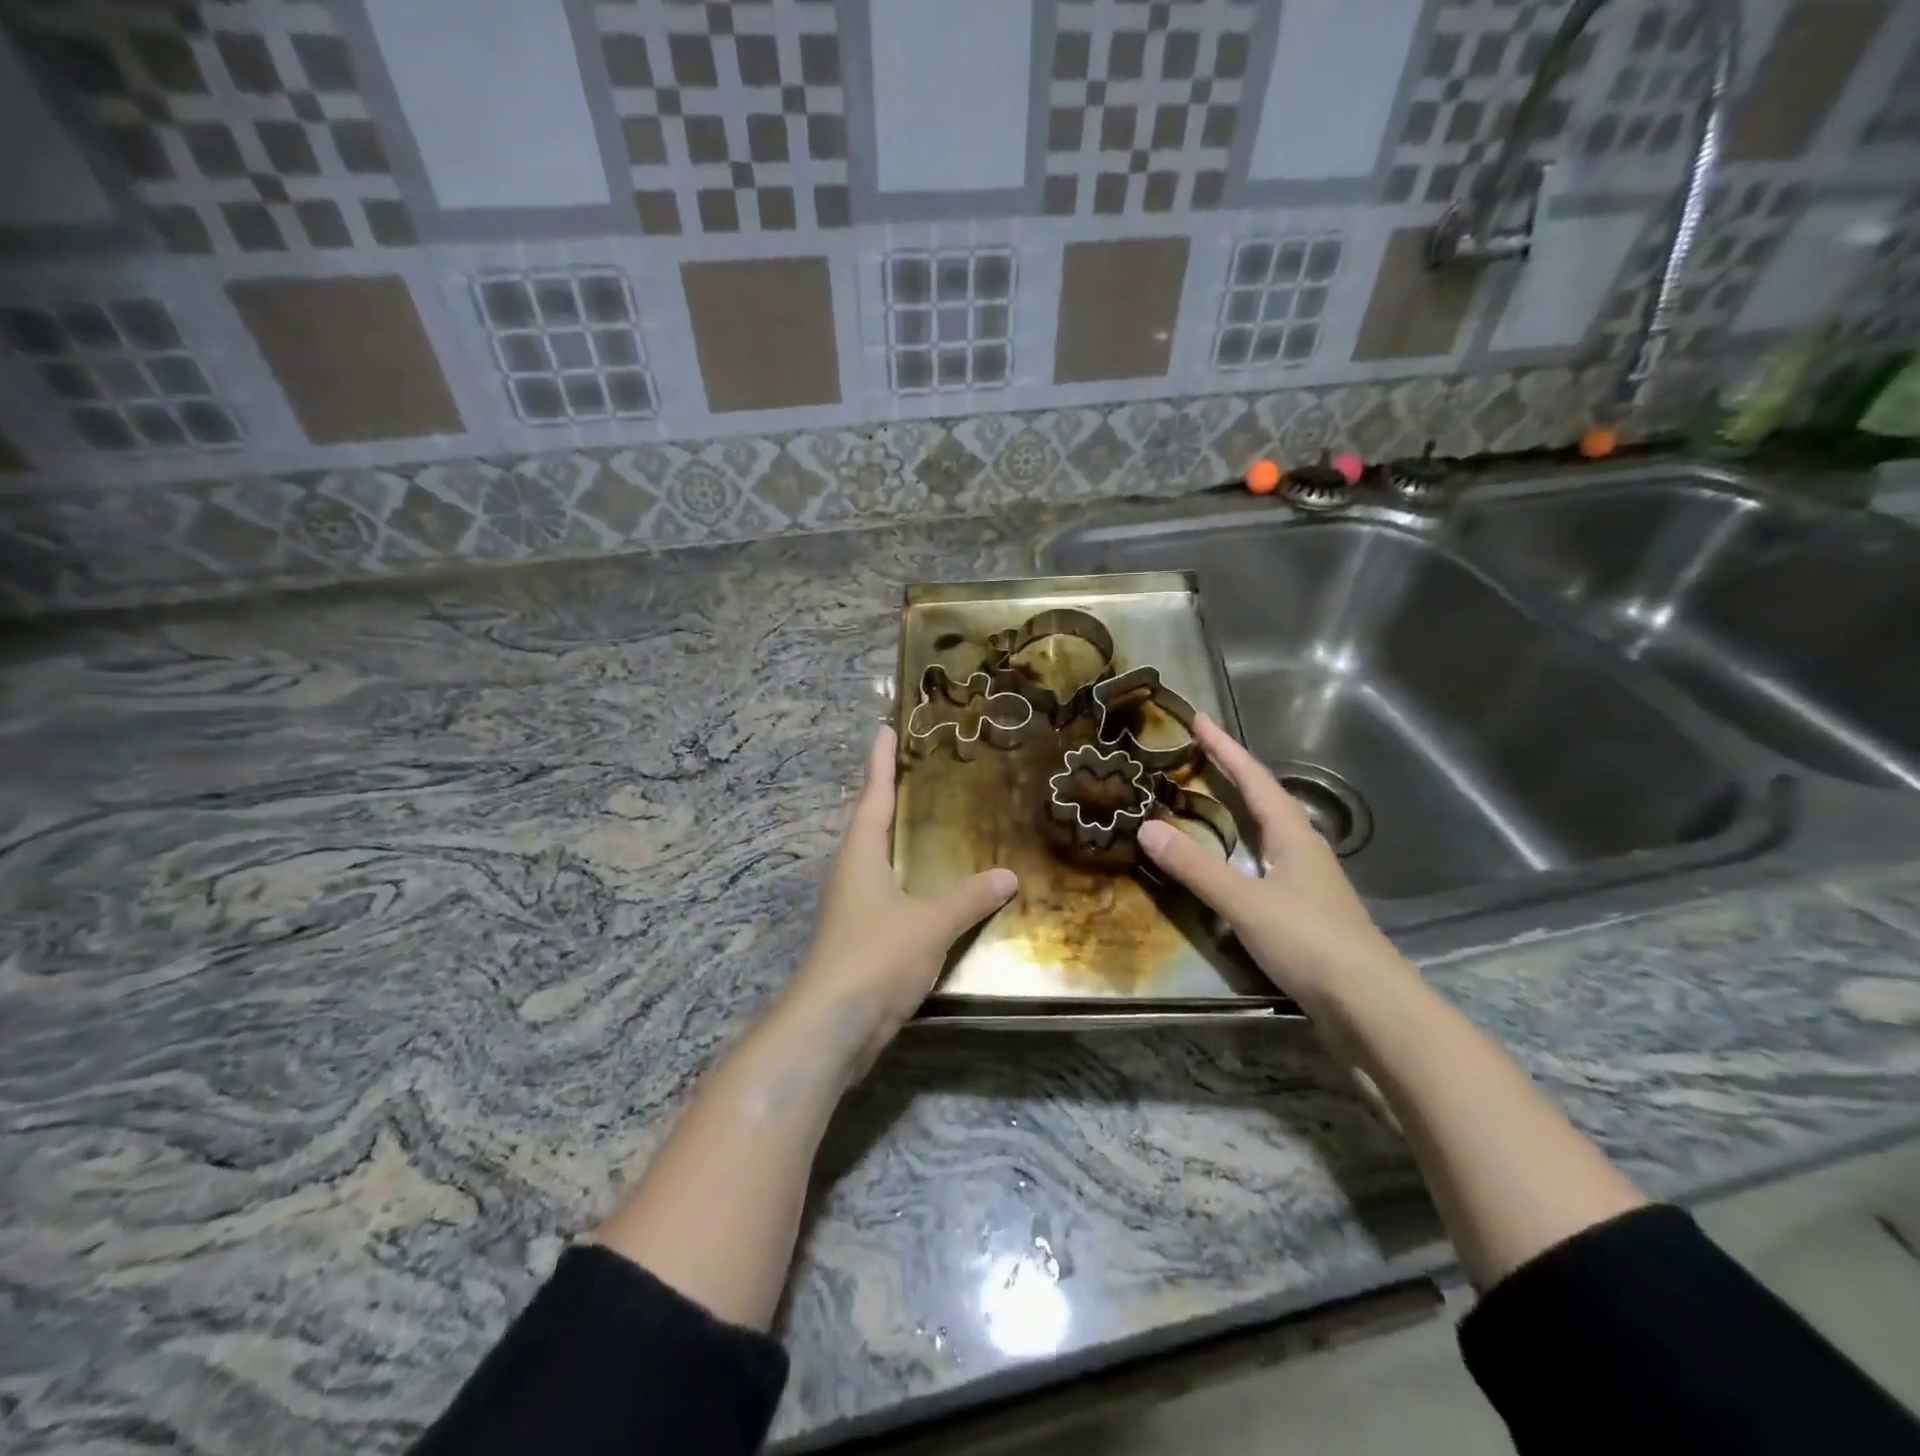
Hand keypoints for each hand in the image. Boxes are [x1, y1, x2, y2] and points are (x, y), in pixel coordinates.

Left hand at [783, 726, 1016, 1066]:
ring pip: (882, 861)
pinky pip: (893, 895)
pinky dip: (913, 882)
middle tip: (923, 770)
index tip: (885, 729)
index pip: (874, 795)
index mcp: (861, 855)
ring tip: (936, 823)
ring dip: (902, 840)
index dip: (880, 761)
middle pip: (873, 823)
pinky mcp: (863, 938)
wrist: (834, 1025)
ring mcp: (855, 907)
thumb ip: (969, 897)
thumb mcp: (931, 922)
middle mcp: (853, 873)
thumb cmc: (876, 956)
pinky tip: (936, 889)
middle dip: (893, 796)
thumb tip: (1009, 874)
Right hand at [1136, 715, 1415, 1019]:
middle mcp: (1302, 850)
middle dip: (1229, 774)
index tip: (1198, 719)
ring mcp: (1306, 882)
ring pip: (1264, 833)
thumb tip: (1146, 827)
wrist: (1371, 1008)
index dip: (1225, 748)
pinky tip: (1225, 865)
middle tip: (1193, 756)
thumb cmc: (1310, 942)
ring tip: (1201, 802)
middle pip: (1262, 799)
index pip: (1254, 778)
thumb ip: (1196, 867)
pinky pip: (1262, 864)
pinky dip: (1237, 851)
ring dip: (1234, 812)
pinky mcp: (1304, 913)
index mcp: (1292, 835)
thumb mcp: (1245, 902)